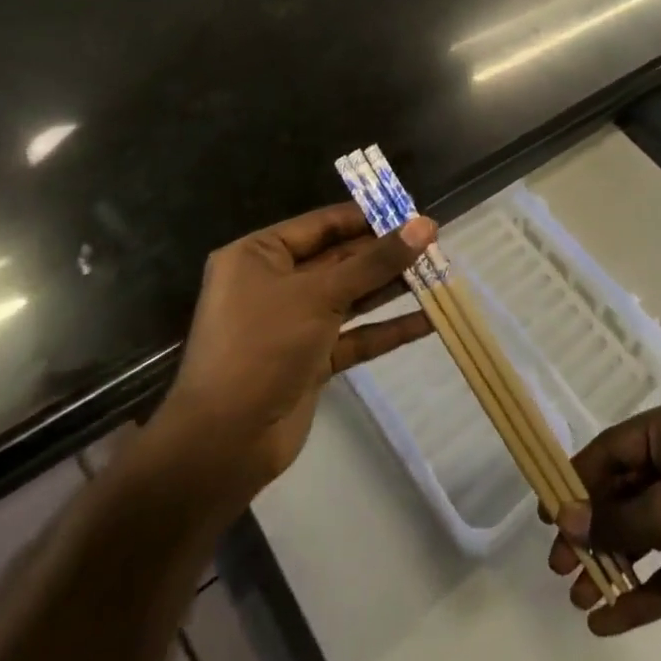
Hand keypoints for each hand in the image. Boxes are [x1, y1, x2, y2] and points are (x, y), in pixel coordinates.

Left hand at [142, 203, 435, 515]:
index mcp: (260, 256)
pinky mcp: (310, 358)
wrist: (221, 447)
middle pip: (341, 258)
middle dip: (387, 254)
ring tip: (439, 273)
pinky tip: (428, 320)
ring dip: (392, 287)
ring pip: (352, 295)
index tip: (414, 213)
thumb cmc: (262, 348)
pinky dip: (387, 328)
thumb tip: (426, 225)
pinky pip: (355, 334)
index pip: (324, 224)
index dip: (369, 217)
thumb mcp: (321, 295)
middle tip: (435, 244)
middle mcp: (275, 283)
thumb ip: (376, 261)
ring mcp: (293, 322)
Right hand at [548, 392, 660, 648]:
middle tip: (559, 565)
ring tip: (579, 597)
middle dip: (594, 528)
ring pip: (646, 528)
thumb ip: (614, 519)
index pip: (616, 445)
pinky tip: (607, 621)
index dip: (579, 479)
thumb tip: (566, 517)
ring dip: (613, 562)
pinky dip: (642, 588)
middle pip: (628, 487)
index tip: (547, 514)